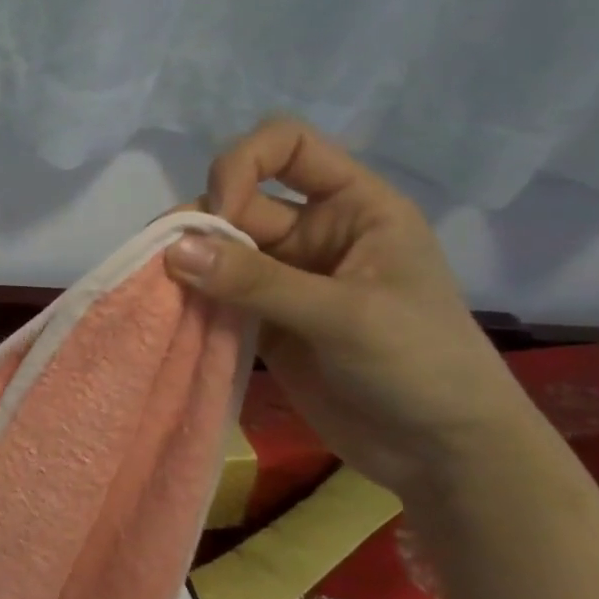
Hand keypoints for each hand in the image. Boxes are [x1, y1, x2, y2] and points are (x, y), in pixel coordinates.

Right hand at [163, 118, 532, 497]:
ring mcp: (283, 278)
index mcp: (354, 206)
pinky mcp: (261, 320)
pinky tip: (167, 314)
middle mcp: (313, 231)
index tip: (221, 213)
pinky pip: (213, 294)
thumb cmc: (422, 367)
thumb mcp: (346, 316)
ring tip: (158, 290)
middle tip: (170, 264)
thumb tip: (172, 249)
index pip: (287, 146)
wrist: (440, 453)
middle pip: (237, 199)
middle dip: (200, 223)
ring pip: (216, 248)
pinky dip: (187, 299)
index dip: (244, 164)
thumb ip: (258, 282)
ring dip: (185, 263)